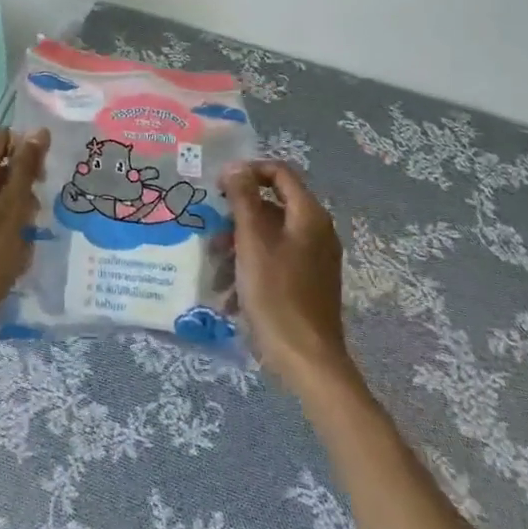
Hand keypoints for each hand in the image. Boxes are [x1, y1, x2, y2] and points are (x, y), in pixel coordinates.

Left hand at [0, 126, 49, 359]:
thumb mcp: (12, 213)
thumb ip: (26, 170)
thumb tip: (40, 131)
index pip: (5, 139)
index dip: (29, 156)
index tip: (42, 185)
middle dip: (21, 189)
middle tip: (32, 220)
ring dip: (11, 212)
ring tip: (20, 244)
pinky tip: (4, 254)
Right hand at [221, 161, 354, 389]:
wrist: (307, 361)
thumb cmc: (277, 294)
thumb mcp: (252, 241)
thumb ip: (243, 199)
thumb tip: (235, 167)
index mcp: (309, 216)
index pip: (279, 172)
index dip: (247, 172)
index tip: (219, 188)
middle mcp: (316, 232)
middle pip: (270, 207)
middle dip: (236, 220)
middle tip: (211, 237)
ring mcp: (313, 260)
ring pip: (268, 237)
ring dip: (238, 248)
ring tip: (216, 272)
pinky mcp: (306, 284)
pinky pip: (274, 262)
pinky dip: (250, 270)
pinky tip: (230, 295)